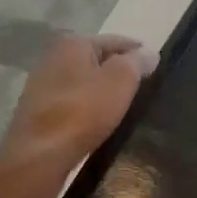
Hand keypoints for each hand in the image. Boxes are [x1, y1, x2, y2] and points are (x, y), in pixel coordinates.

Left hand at [0, 34, 157, 197]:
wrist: (38, 156)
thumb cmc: (82, 112)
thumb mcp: (120, 81)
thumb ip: (136, 63)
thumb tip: (149, 53)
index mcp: (72, 43)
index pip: (116, 41)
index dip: (138, 53)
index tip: (157, 68)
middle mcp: (53, 58)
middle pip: (97, 60)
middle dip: (119, 72)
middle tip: (145, 89)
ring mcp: (42, 85)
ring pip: (84, 82)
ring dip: (103, 92)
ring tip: (125, 108)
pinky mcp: (38, 112)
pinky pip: (73, 103)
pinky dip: (88, 108)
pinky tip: (99, 122)